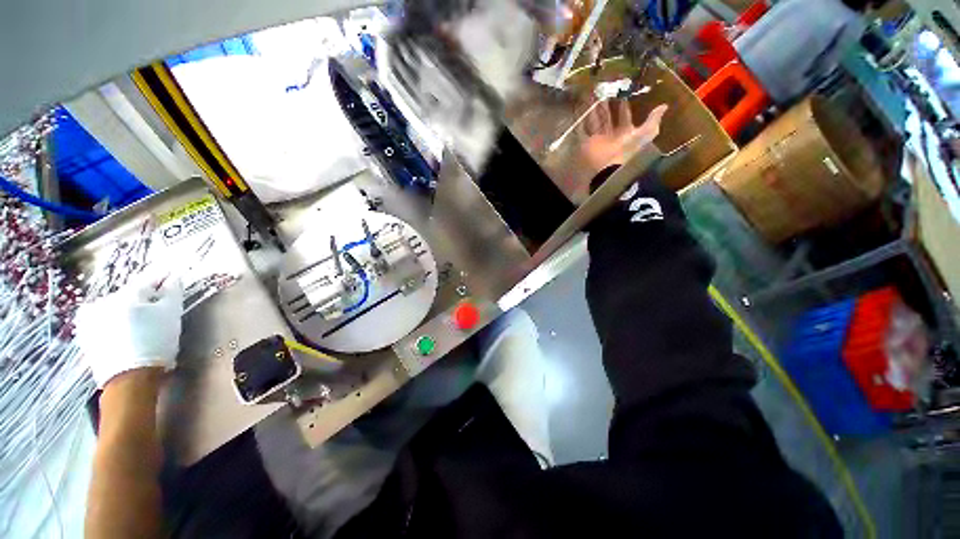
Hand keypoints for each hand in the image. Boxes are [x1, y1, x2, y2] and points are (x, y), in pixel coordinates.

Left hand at [75, 271, 183, 387]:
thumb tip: (174, 278)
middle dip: (143, 298)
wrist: (130, 379)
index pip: (148, 280)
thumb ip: (173, 292)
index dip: (162, 278)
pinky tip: (120, 331)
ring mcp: (91, 318)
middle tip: (156, 306)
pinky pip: (100, 320)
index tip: (171, 275)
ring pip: (114, 307)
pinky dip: (111, 321)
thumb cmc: (156, 343)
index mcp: (127, 294)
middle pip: (129, 294)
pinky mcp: (85, 335)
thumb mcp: (171, 315)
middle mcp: (105, 300)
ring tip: (139, 322)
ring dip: (126, 310)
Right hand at [578, 99, 667, 181]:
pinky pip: (584, 129)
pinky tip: (579, 109)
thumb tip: (665, 105)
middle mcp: (612, 133)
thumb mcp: (645, 134)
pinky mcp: (588, 142)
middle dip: (606, 104)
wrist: (610, 165)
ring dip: (593, 109)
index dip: (623, 104)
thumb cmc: (628, 149)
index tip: (621, 92)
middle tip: (603, 89)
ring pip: (596, 120)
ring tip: (590, 95)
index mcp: (625, 131)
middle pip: (608, 116)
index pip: (624, 115)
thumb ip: (652, 120)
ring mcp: (599, 138)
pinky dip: (581, 120)